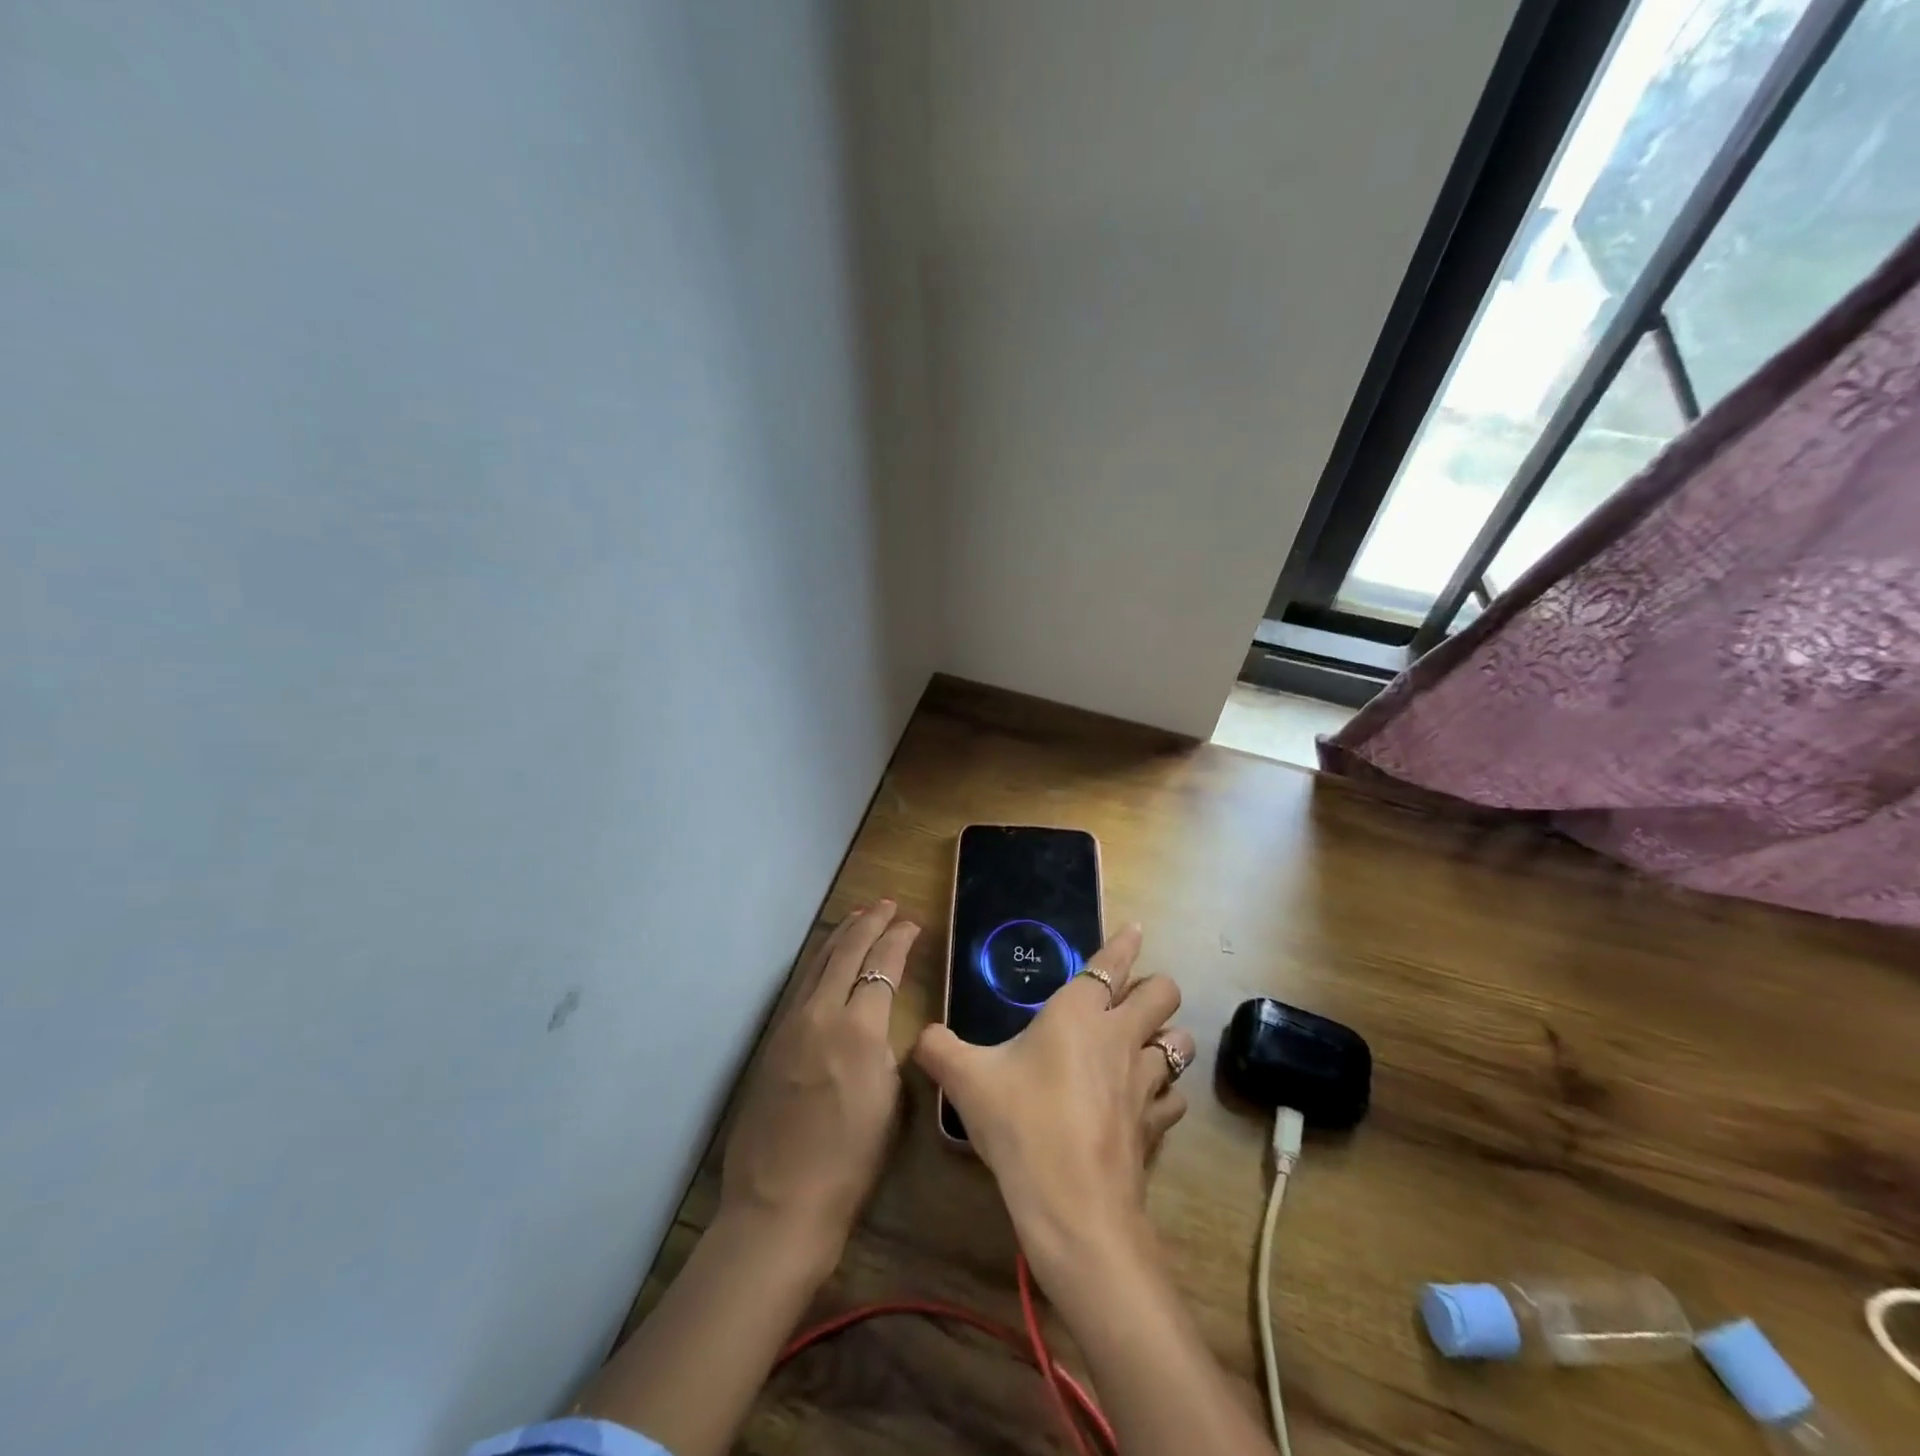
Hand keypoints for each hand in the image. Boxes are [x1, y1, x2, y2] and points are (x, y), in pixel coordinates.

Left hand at [720, 901, 919, 1264]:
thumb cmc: (849, 1162)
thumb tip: (881, 1025)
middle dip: (869, 923)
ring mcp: (791, 1024)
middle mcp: (821, 1013)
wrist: (779, 1202)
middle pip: (847, 952)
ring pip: (819, 963)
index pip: (882, 966)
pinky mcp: (773, 1040)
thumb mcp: (889, 1101)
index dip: (899, 939)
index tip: (912, 924)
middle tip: (887, 905)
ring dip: (841, 935)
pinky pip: (802, 985)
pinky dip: (820, 961)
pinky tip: (827, 959)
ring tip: (858, 916)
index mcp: (858, 1029)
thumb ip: (887, 1049)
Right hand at [913, 924, 1193, 1282]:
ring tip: (1145, 1046)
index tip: (1134, 929)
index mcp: (1079, 1012)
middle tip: (1131, 999)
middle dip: (1155, 988)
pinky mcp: (1156, 1124)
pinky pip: (1174, 1097)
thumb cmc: (1020, 1124)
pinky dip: (1165, 1093)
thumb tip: (919, 1036)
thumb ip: (938, 1049)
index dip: (1125, 943)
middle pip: (1164, 992)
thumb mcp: (965, 1081)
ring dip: (1167, 1038)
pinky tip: (1145, 1102)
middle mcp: (1120, 1036)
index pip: (1111, 964)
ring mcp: (1145, 1081)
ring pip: (1179, 1042)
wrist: (1072, 1206)